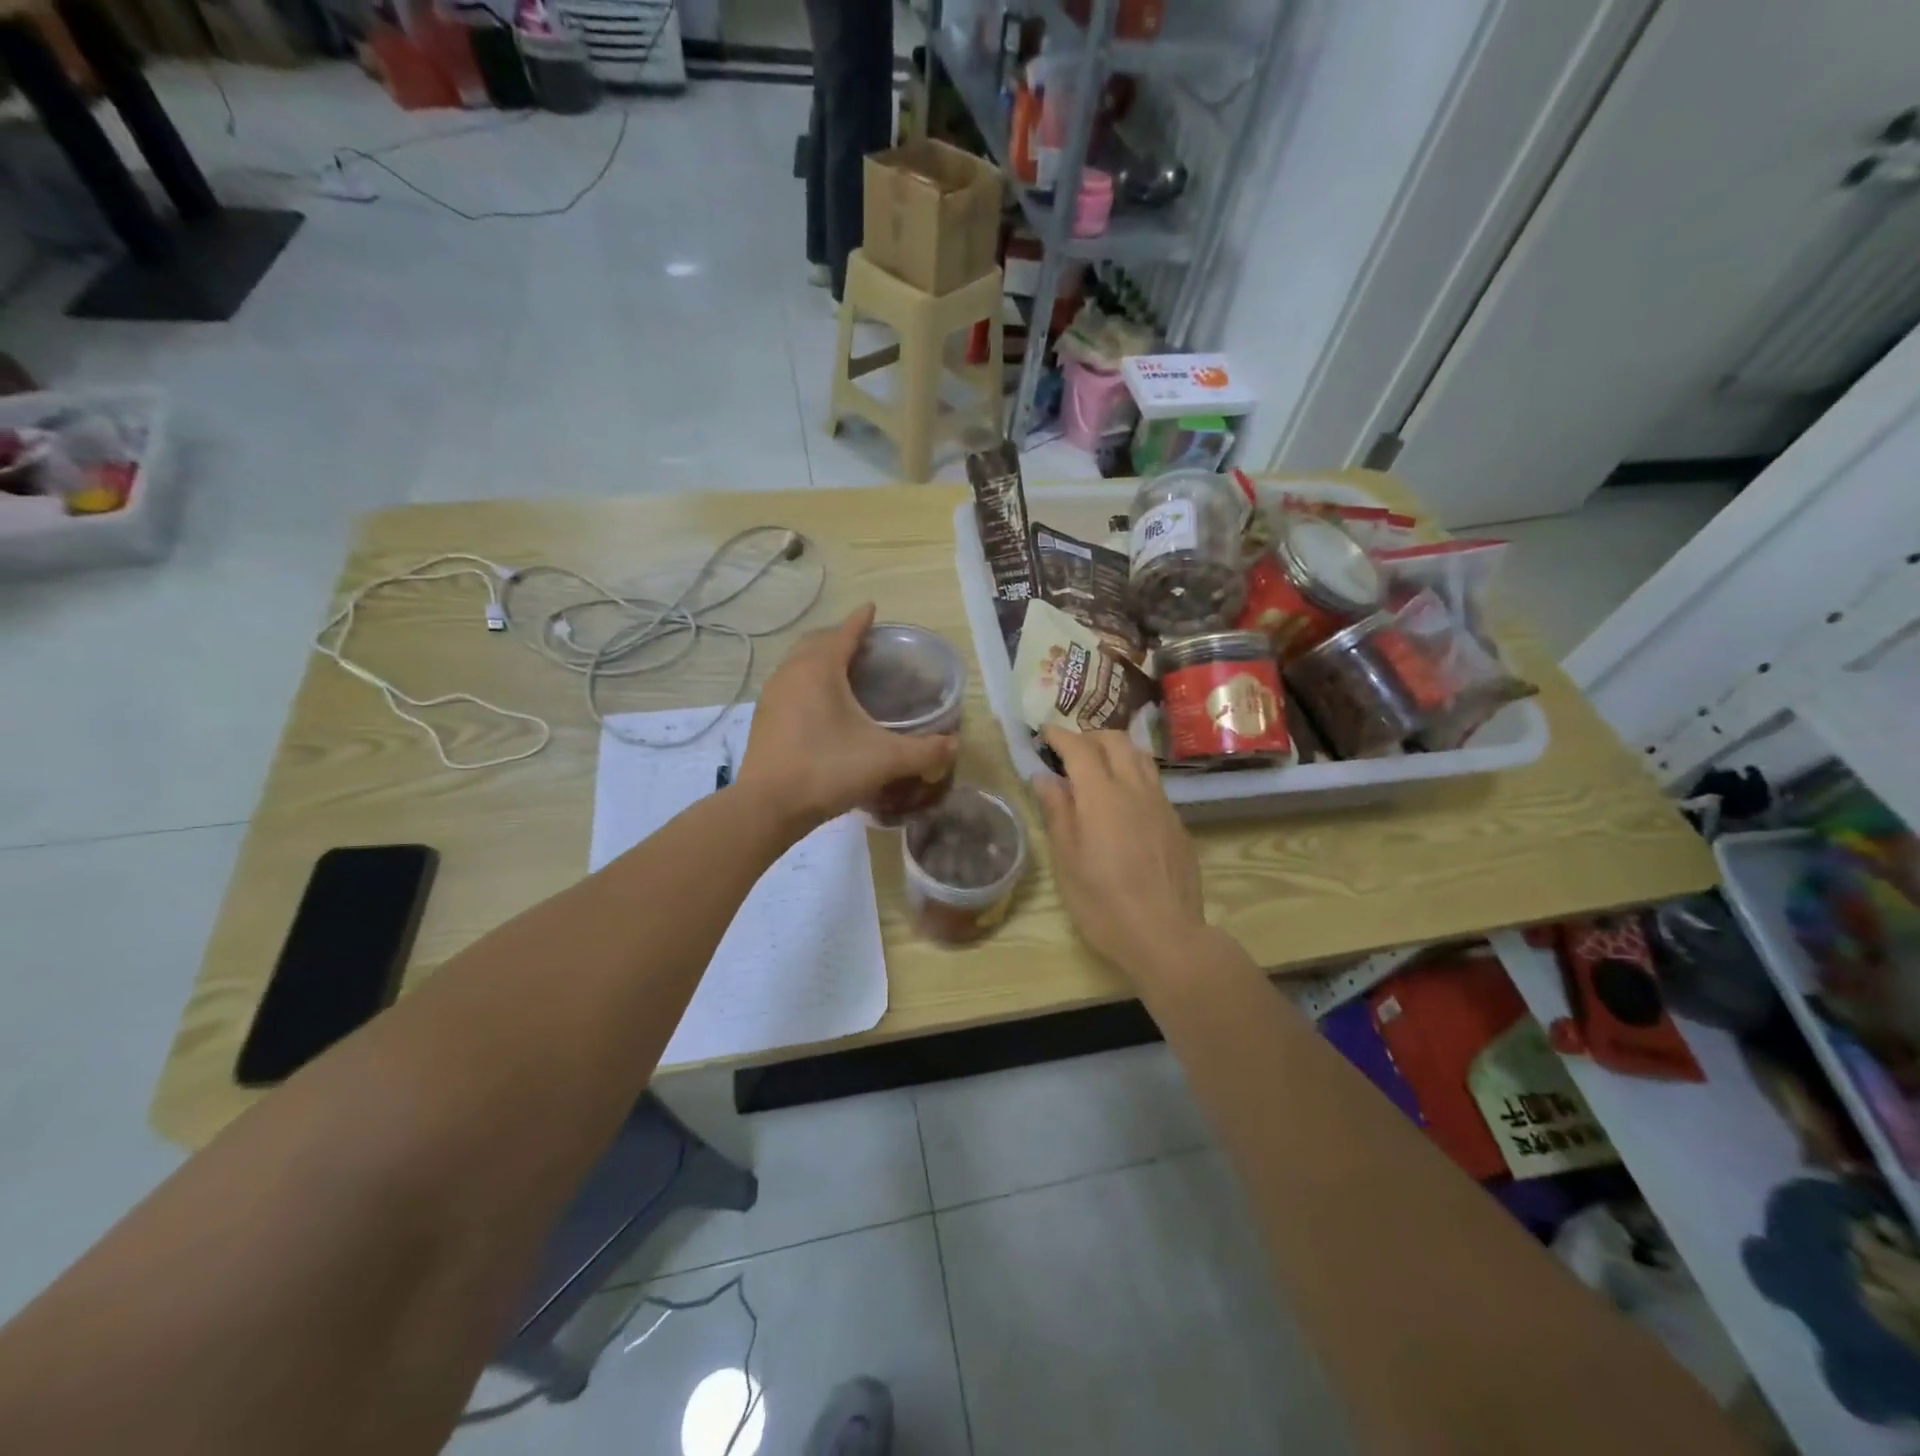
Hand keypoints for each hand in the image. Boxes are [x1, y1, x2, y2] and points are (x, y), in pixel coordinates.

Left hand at [740, 603, 958, 831]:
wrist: (768, 806)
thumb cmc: (827, 769)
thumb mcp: (885, 760)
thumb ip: (924, 751)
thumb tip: (954, 746)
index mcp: (820, 669)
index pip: (844, 633)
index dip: (860, 621)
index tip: (872, 608)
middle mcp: (791, 673)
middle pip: (816, 642)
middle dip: (839, 636)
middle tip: (862, 643)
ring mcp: (772, 695)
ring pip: (797, 662)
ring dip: (819, 658)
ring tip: (842, 670)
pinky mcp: (764, 718)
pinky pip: (788, 684)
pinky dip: (806, 680)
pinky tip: (819, 704)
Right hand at [1030, 727, 1206, 978]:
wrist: (1166, 935)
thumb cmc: (1103, 903)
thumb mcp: (1067, 861)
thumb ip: (1057, 812)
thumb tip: (1045, 777)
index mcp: (1101, 795)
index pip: (1080, 748)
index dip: (1060, 735)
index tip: (1045, 732)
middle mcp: (1135, 789)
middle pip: (1116, 741)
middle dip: (1090, 736)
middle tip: (1069, 749)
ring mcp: (1161, 804)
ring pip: (1141, 757)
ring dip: (1116, 749)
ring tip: (1098, 764)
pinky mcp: (1177, 823)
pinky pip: (1154, 782)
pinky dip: (1134, 774)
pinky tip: (1123, 799)